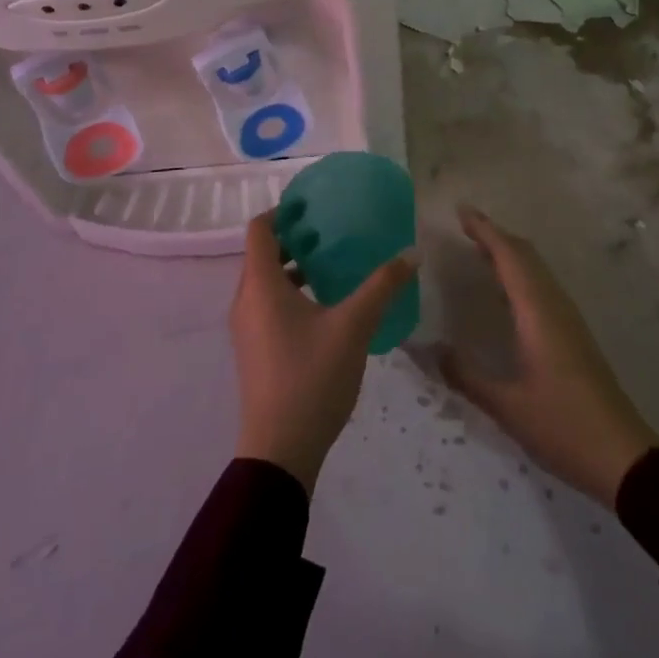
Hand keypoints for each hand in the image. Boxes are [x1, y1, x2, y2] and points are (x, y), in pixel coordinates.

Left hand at [231, 212, 418, 493]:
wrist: (279, 452)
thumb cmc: (311, 378)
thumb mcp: (353, 326)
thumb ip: (382, 286)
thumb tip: (412, 252)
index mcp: (260, 285)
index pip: (260, 229)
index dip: (282, 210)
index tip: (313, 206)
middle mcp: (245, 300)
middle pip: (262, 253)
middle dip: (294, 238)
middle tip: (331, 231)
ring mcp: (246, 328)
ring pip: (265, 281)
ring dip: (293, 267)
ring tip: (332, 264)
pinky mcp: (254, 350)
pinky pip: (267, 304)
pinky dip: (290, 292)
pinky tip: (325, 306)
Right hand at [440, 205, 658, 508]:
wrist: (624, 458)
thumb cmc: (563, 426)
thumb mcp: (507, 406)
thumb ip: (466, 376)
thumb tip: (429, 350)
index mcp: (537, 313)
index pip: (509, 257)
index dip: (485, 230)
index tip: (461, 211)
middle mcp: (554, 306)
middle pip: (525, 255)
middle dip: (496, 236)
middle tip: (465, 227)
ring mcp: (568, 319)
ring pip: (536, 270)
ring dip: (510, 253)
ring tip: (479, 251)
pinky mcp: (574, 335)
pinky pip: (542, 287)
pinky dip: (520, 274)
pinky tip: (506, 294)